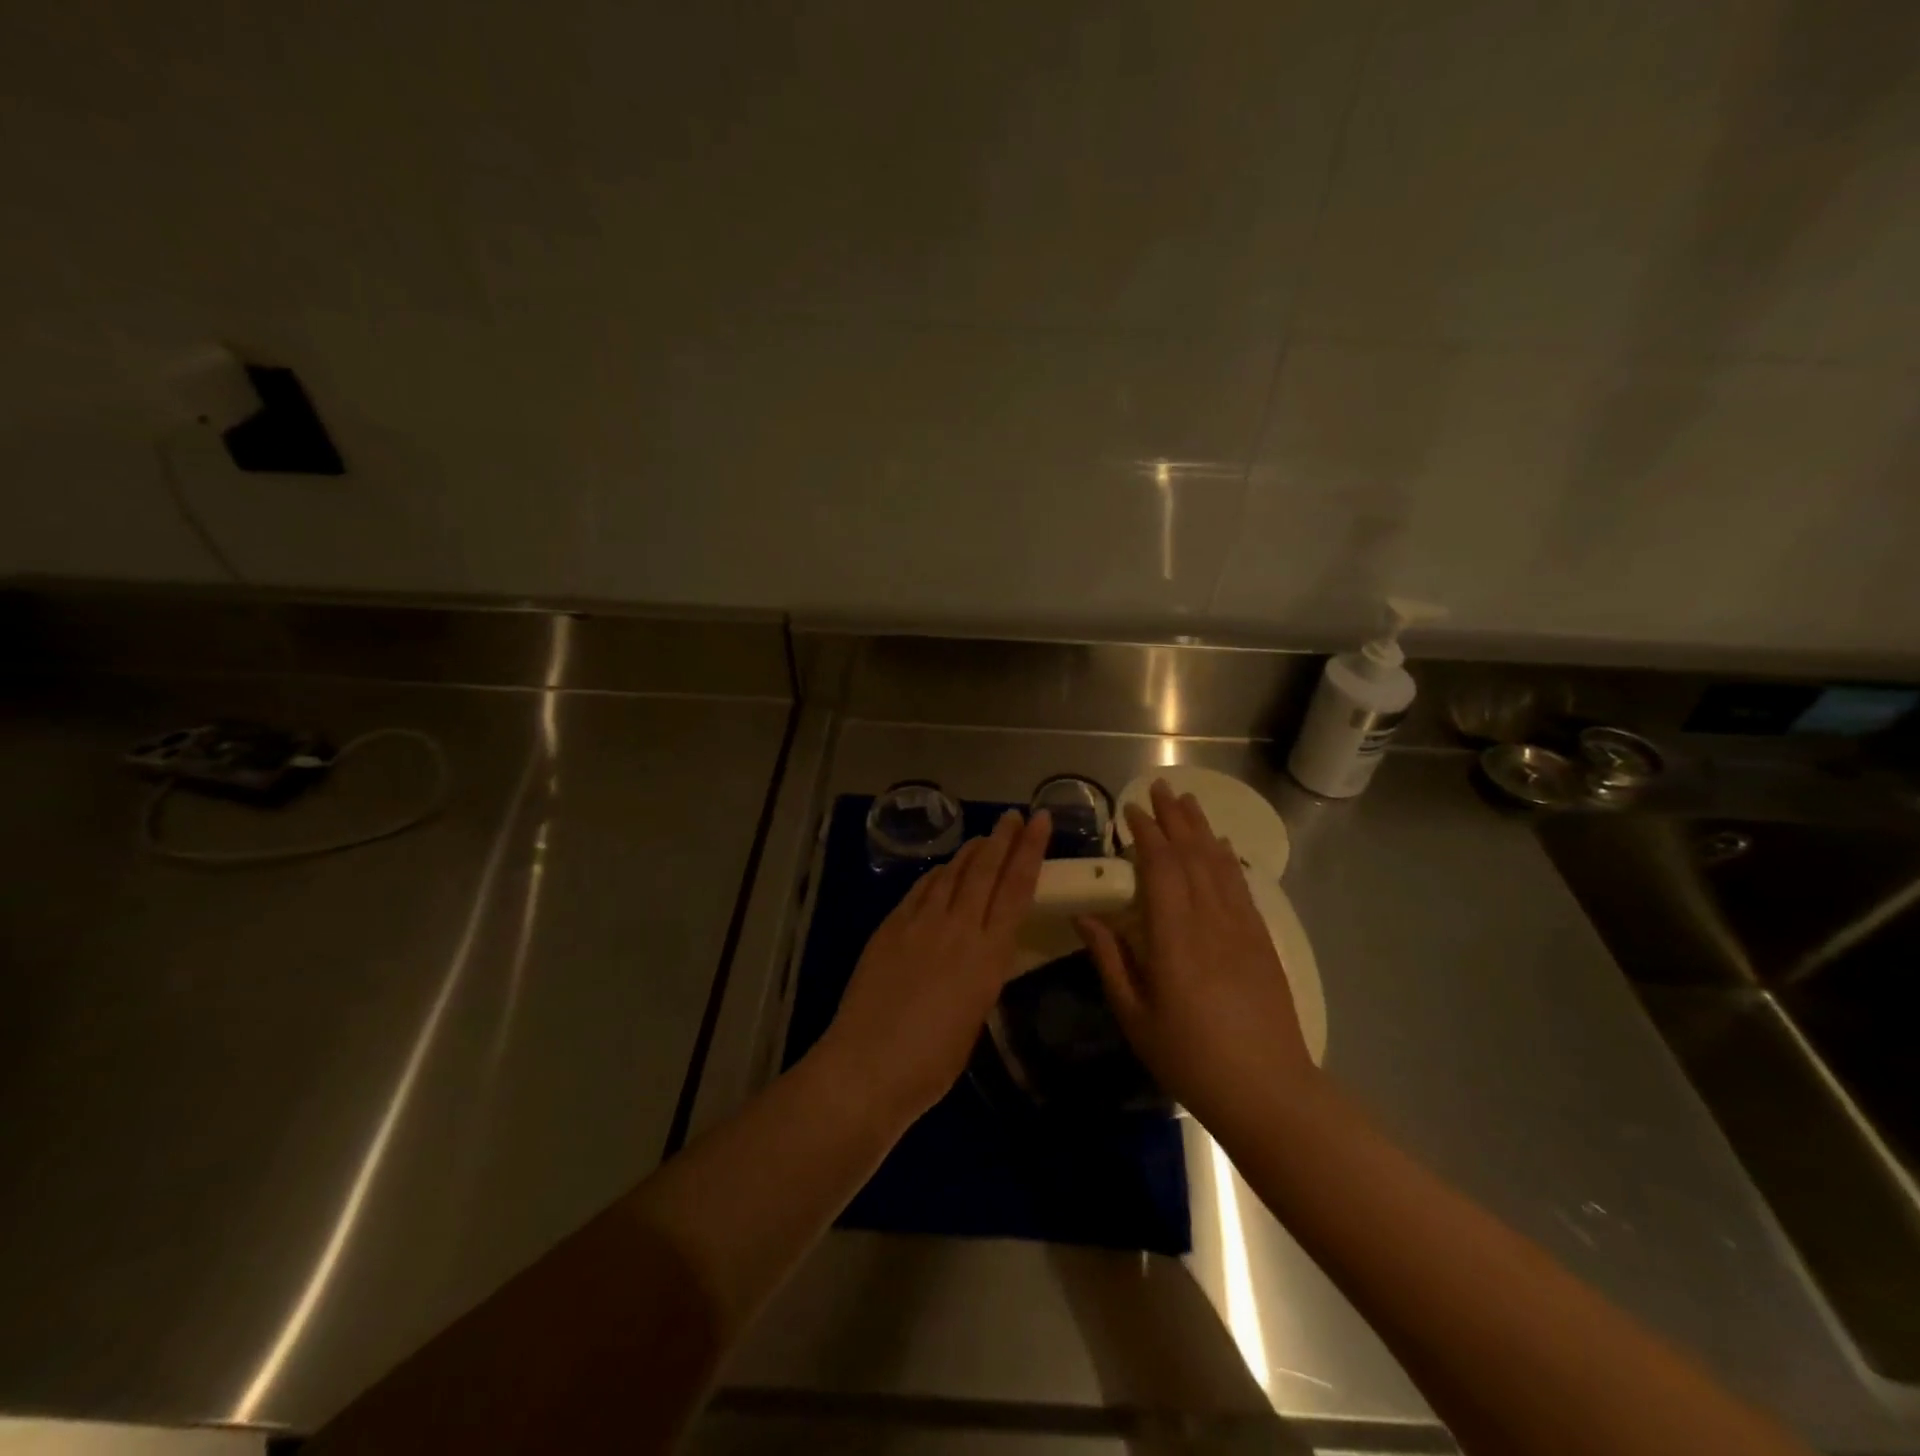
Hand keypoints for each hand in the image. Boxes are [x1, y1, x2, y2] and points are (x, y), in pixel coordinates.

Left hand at [819, 808, 1050, 1123]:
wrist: (869, 1065)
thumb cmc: (932, 1062)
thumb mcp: (975, 1015)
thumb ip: (981, 973)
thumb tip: (979, 951)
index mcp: (989, 954)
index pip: (1017, 888)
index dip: (1030, 850)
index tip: (1040, 820)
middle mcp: (958, 927)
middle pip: (985, 870)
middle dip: (1003, 838)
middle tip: (1014, 815)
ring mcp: (920, 923)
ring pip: (951, 873)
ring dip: (970, 852)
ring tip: (983, 838)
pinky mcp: (890, 926)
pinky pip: (920, 889)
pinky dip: (936, 874)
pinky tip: (941, 869)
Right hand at [1077, 781, 1314, 1132]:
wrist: (1268, 1090)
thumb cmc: (1190, 1057)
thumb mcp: (1135, 1016)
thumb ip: (1110, 960)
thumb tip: (1085, 917)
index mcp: (1173, 937)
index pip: (1159, 867)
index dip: (1145, 833)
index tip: (1129, 810)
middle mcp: (1209, 920)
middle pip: (1191, 854)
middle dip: (1173, 818)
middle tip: (1158, 787)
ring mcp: (1240, 927)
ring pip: (1218, 864)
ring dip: (1201, 828)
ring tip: (1187, 800)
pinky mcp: (1261, 940)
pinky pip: (1241, 886)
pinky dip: (1228, 860)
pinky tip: (1221, 846)